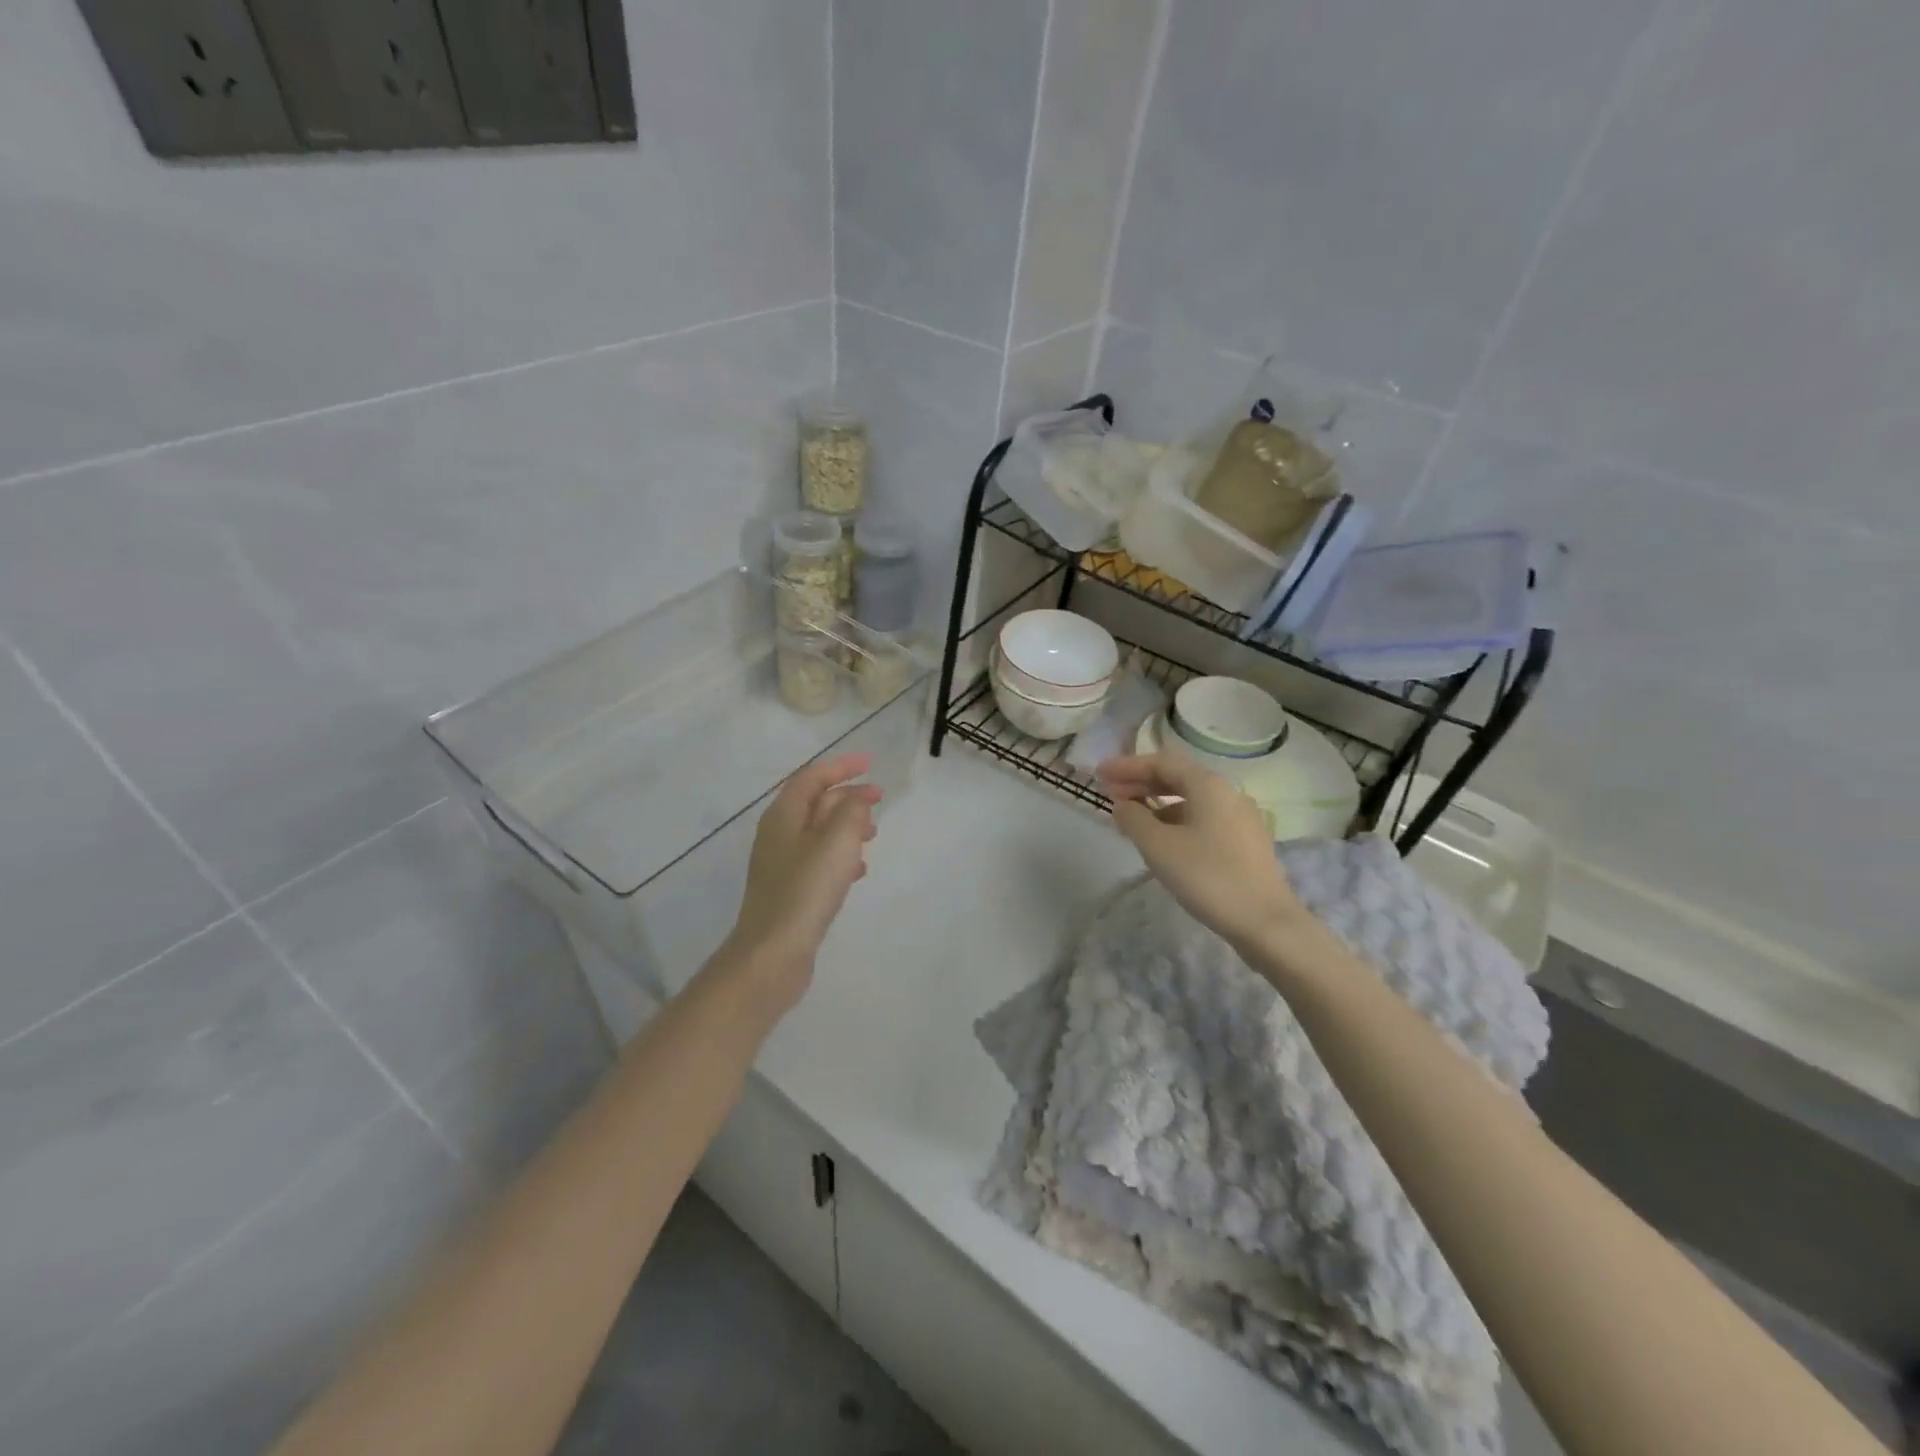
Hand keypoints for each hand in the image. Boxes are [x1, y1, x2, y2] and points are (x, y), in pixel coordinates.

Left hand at [721, 752, 881, 1016]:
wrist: (772, 953)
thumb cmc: (805, 890)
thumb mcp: (836, 842)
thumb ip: (851, 811)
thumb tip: (858, 797)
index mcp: (783, 816)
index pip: (812, 778)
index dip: (841, 766)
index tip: (869, 763)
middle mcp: (778, 834)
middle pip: (814, 803)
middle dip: (846, 796)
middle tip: (879, 799)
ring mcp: (781, 864)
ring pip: (818, 832)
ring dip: (846, 826)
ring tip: (873, 833)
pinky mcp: (789, 891)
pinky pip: (818, 860)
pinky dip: (840, 856)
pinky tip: (858, 870)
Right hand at [1097, 751, 1306, 952]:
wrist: (1265, 922)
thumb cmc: (1207, 876)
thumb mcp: (1158, 846)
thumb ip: (1133, 818)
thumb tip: (1122, 805)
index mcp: (1208, 785)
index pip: (1161, 762)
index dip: (1126, 766)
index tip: (1098, 774)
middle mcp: (1228, 793)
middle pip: (1177, 777)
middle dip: (1140, 783)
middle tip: (1109, 794)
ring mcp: (1240, 818)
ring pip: (1190, 800)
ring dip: (1157, 803)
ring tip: (1131, 819)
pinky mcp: (1245, 842)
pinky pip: (1202, 818)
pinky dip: (1176, 820)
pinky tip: (1162, 839)